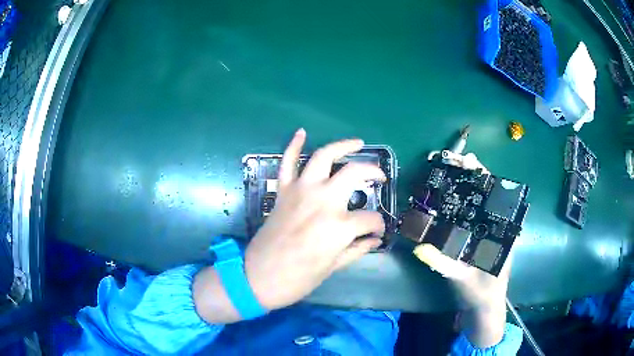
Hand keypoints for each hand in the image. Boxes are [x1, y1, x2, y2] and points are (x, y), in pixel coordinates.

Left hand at [244, 129, 385, 310]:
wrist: (257, 277)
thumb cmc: (298, 279)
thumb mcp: (333, 267)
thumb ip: (358, 249)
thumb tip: (376, 239)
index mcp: (339, 227)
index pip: (370, 219)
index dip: (378, 226)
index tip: (377, 231)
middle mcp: (323, 201)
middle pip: (354, 174)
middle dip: (372, 172)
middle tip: (379, 177)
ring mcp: (301, 192)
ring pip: (324, 157)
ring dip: (342, 146)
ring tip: (357, 143)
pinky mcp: (283, 191)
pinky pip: (287, 162)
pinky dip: (293, 145)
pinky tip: (302, 132)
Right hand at [414, 152, 509, 347]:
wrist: (484, 310)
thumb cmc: (482, 295)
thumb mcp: (465, 281)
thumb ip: (445, 266)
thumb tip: (420, 249)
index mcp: (502, 232)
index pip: (497, 194)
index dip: (484, 176)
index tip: (469, 161)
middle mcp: (497, 228)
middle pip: (486, 193)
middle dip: (471, 175)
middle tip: (452, 160)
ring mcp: (486, 233)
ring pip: (477, 203)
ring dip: (464, 186)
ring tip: (446, 171)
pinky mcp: (476, 241)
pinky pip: (468, 217)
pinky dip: (458, 205)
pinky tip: (445, 199)